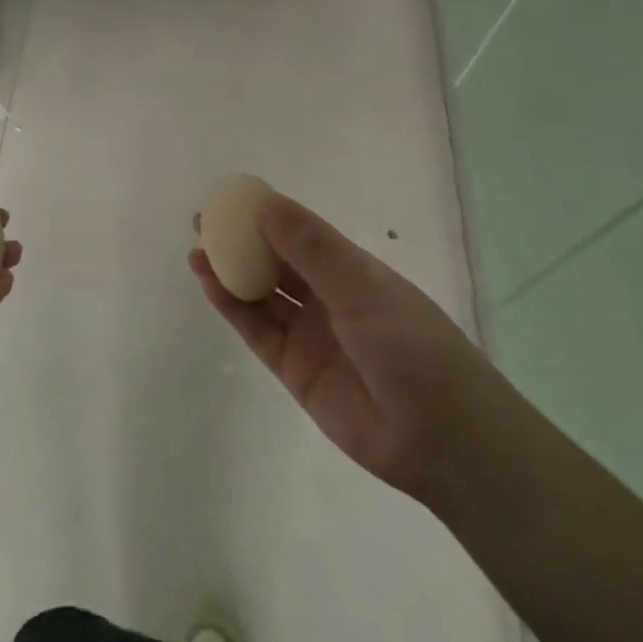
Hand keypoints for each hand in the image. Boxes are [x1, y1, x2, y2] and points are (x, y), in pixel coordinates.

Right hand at [189, 191, 504, 501]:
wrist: (445, 443)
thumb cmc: (414, 349)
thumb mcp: (363, 289)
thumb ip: (310, 248)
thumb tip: (263, 203)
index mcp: (352, 272)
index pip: (300, 233)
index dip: (264, 214)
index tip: (228, 198)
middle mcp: (328, 298)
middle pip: (275, 262)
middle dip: (239, 242)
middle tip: (201, 223)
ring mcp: (310, 335)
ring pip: (261, 295)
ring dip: (229, 273)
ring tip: (196, 253)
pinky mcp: (295, 370)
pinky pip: (257, 331)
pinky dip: (232, 308)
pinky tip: (210, 286)